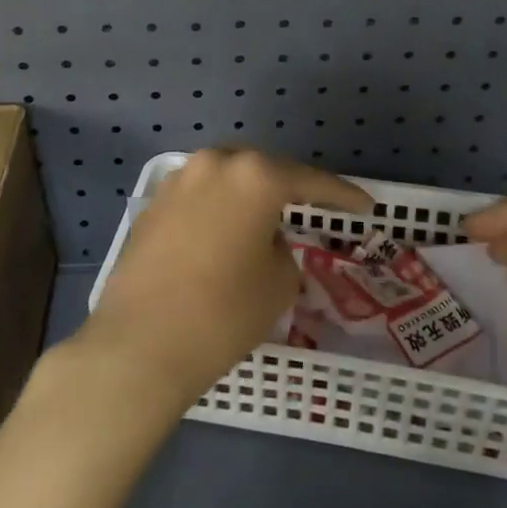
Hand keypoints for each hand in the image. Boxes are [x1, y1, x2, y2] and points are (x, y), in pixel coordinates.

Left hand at [78, 148, 372, 411]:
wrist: (139, 344)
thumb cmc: (223, 313)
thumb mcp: (278, 284)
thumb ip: (282, 248)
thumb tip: (264, 239)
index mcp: (254, 175)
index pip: (310, 181)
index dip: (342, 195)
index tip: (366, 205)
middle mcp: (215, 163)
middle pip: (263, 170)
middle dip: (288, 188)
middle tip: (311, 209)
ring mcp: (179, 180)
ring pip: (227, 179)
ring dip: (248, 196)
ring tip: (266, 221)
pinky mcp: (154, 203)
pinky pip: (199, 197)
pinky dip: (218, 209)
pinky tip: (223, 235)